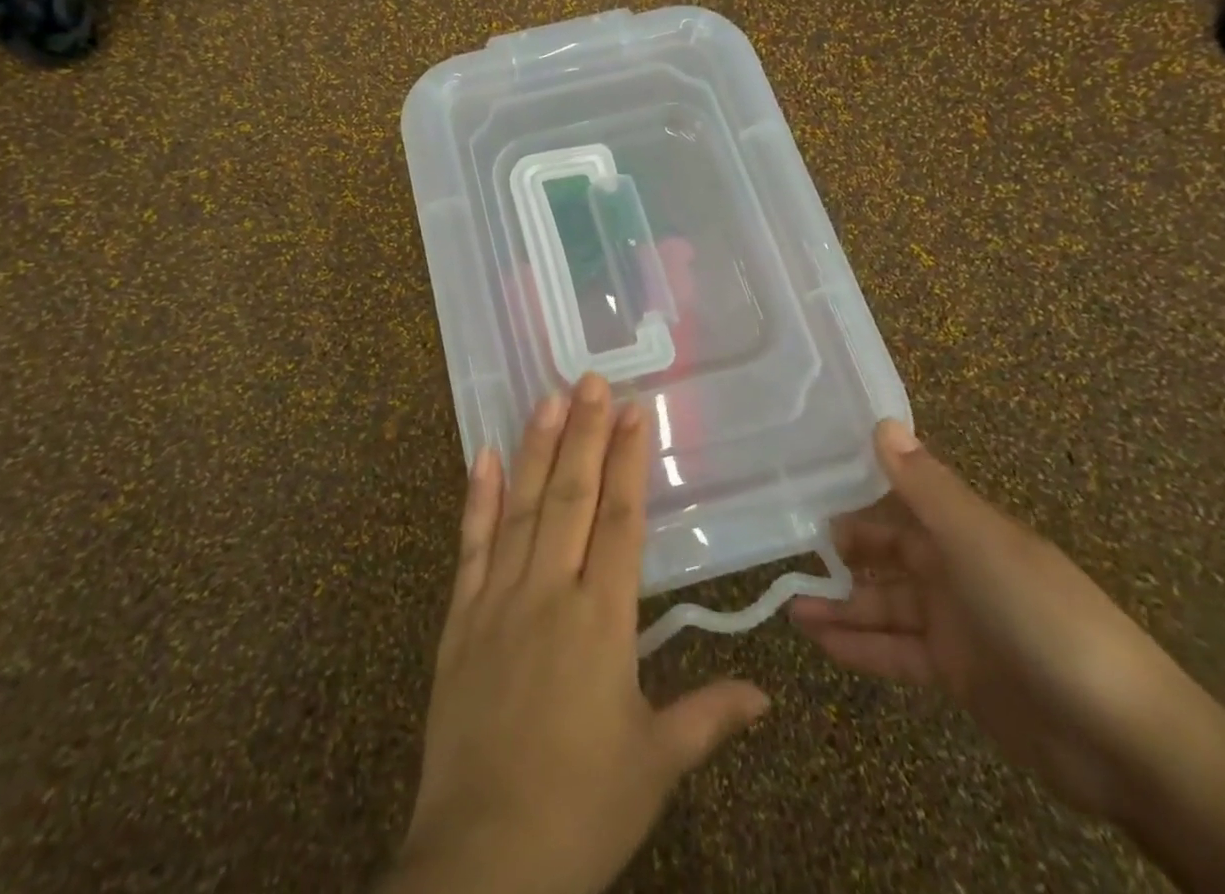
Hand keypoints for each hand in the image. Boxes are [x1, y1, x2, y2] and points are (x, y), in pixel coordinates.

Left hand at [382, 375, 768, 893]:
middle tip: (592, 379)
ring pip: (522, 506)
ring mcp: (498, 599)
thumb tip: (765, 693)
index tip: (635, 411)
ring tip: (549, 397)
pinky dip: (478, 497)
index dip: (629, 461)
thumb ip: (708, 718)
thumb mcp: (655, 766)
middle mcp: (549, 592)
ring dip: (537, 448)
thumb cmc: (581, 808)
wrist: (482, 859)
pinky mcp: (460, 617)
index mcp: (601, 621)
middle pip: (572, 496)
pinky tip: (484, 455)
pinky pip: (470, 545)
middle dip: (585, 433)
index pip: (620, 520)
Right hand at [790, 420, 1221, 821]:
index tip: (804, 496)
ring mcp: (958, 626)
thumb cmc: (1045, 619)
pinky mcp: (957, 675)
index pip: (899, 505)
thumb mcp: (979, 544)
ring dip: (840, 605)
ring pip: (884, 606)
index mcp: (966, 533)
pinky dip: (859, 646)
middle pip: (887, 556)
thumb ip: (926, 487)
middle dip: (841, 555)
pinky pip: (896, 651)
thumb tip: (883, 422)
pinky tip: (819, 642)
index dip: (854, 499)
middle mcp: (957, 571)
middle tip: (786, 552)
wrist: (1128, 742)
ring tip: (788, 604)